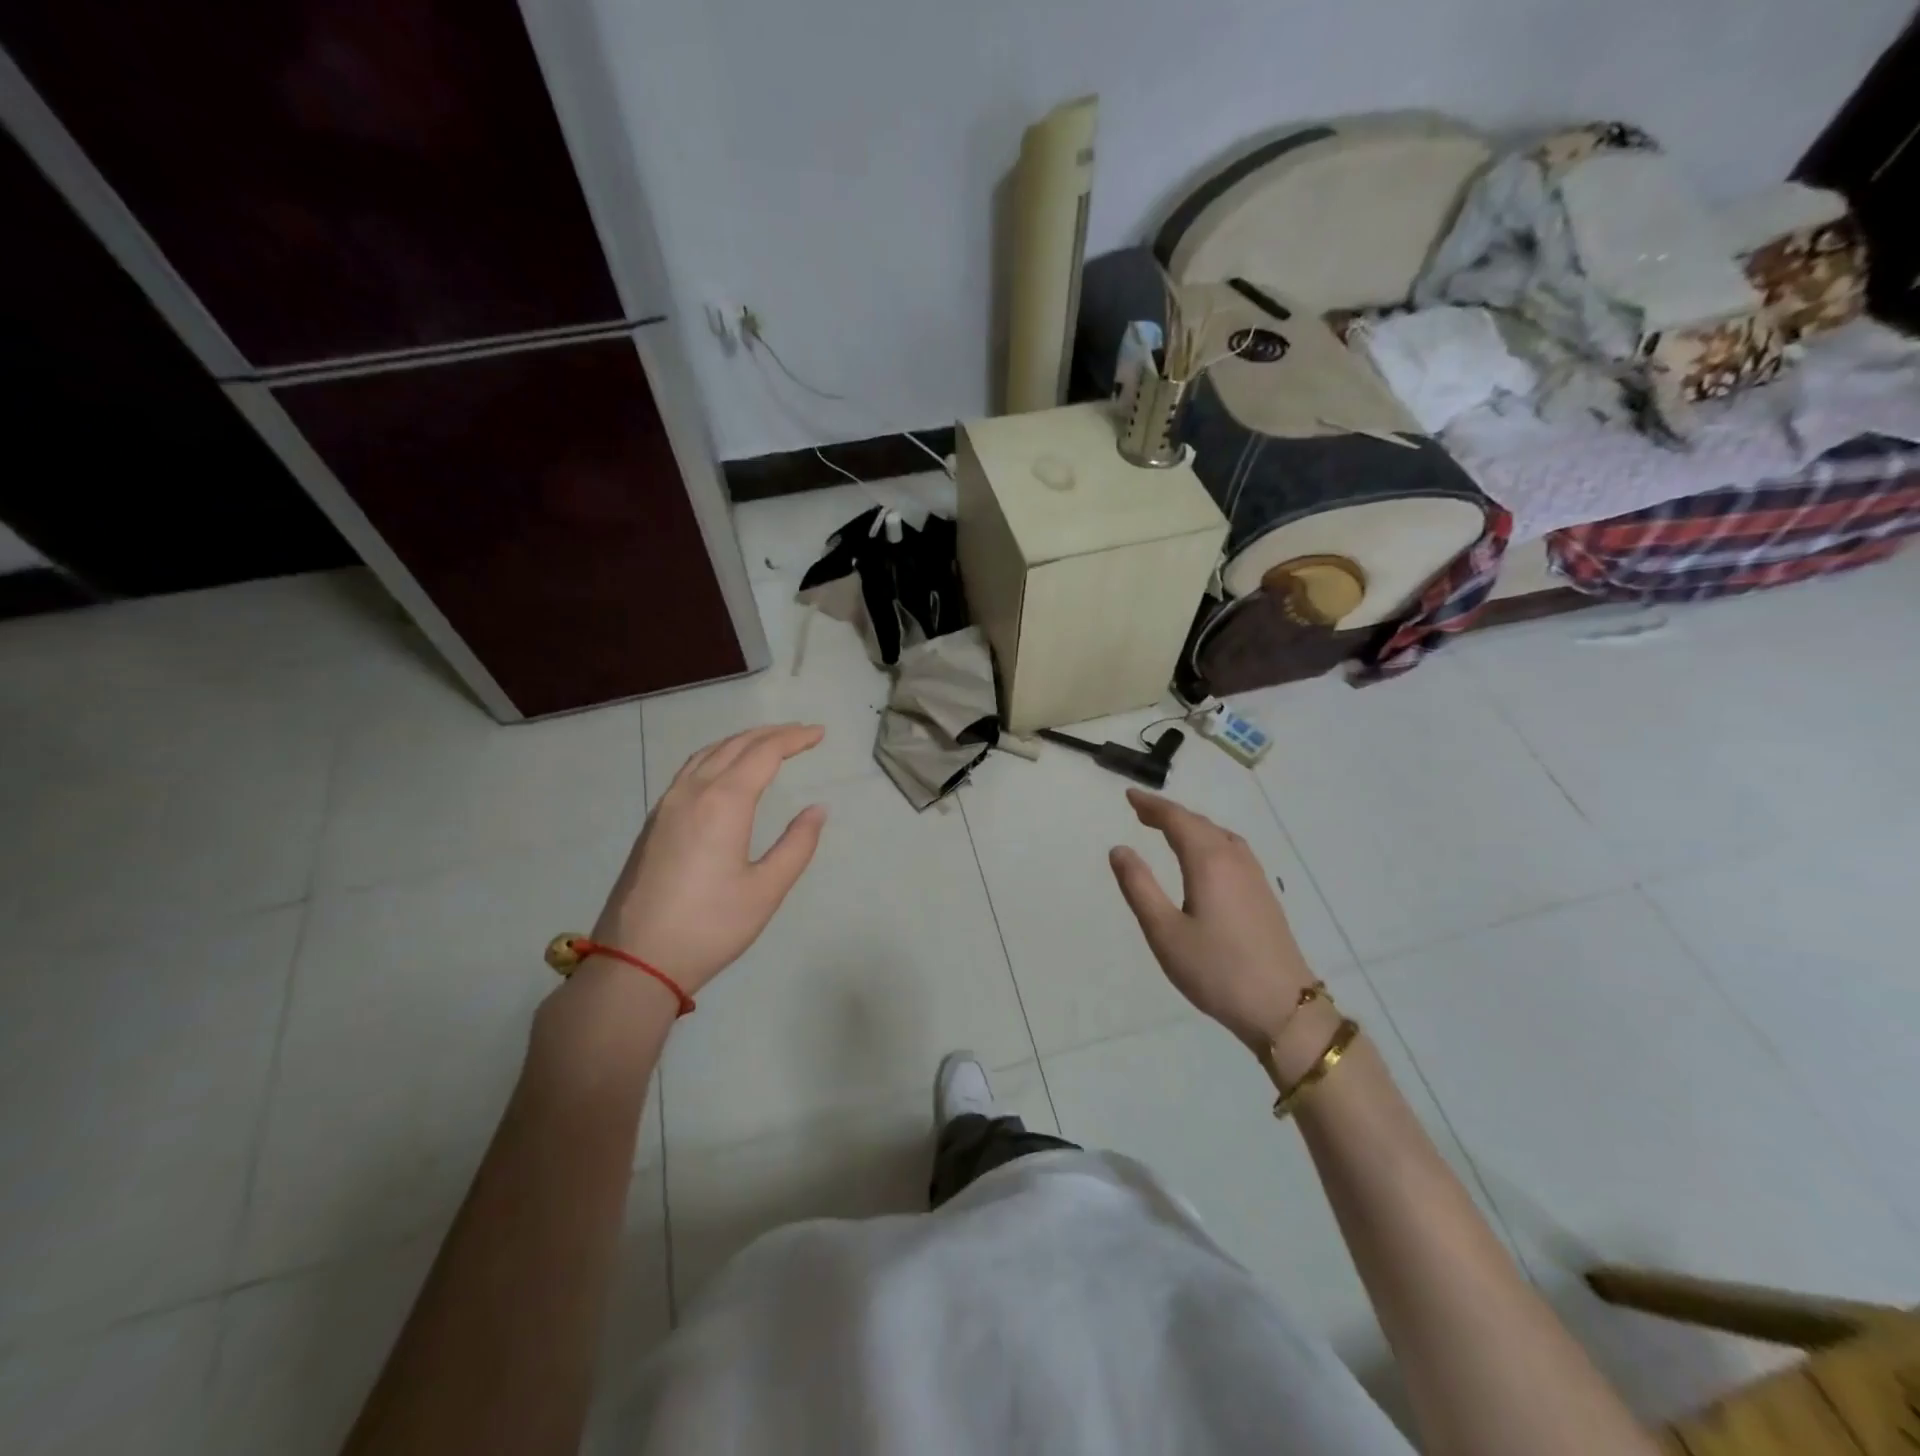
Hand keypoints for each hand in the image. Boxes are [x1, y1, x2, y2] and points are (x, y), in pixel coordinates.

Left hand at [590, 723, 827, 994]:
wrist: (635, 961)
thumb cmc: (710, 927)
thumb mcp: (766, 890)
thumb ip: (797, 845)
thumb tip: (817, 809)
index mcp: (724, 802)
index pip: (764, 754)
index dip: (794, 739)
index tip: (819, 733)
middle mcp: (692, 792)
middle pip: (735, 745)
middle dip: (771, 734)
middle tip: (802, 732)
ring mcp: (667, 805)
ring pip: (707, 754)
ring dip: (741, 741)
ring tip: (767, 743)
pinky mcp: (654, 823)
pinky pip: (690, 770)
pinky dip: (717, 756)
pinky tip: (724, 771)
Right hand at [1108, 788, 1317, 1053]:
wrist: (1283, 1008)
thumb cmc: (1216, 970)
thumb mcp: (1164, 931)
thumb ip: (1139, 887)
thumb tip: (1119, 849)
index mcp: (1209, 862)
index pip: (1177, 820)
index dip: (1152, 805)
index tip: (1129, 795)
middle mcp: (1234, 859)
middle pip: (1199, 823)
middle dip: (1169, 813)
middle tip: (1141, 811)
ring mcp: (1254, 876)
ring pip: (1219, 835)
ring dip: (1191, 826)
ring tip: (1168, 829)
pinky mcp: (1264, 894)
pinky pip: (1232, 849)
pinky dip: (1209, 840)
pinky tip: (1205, 857)